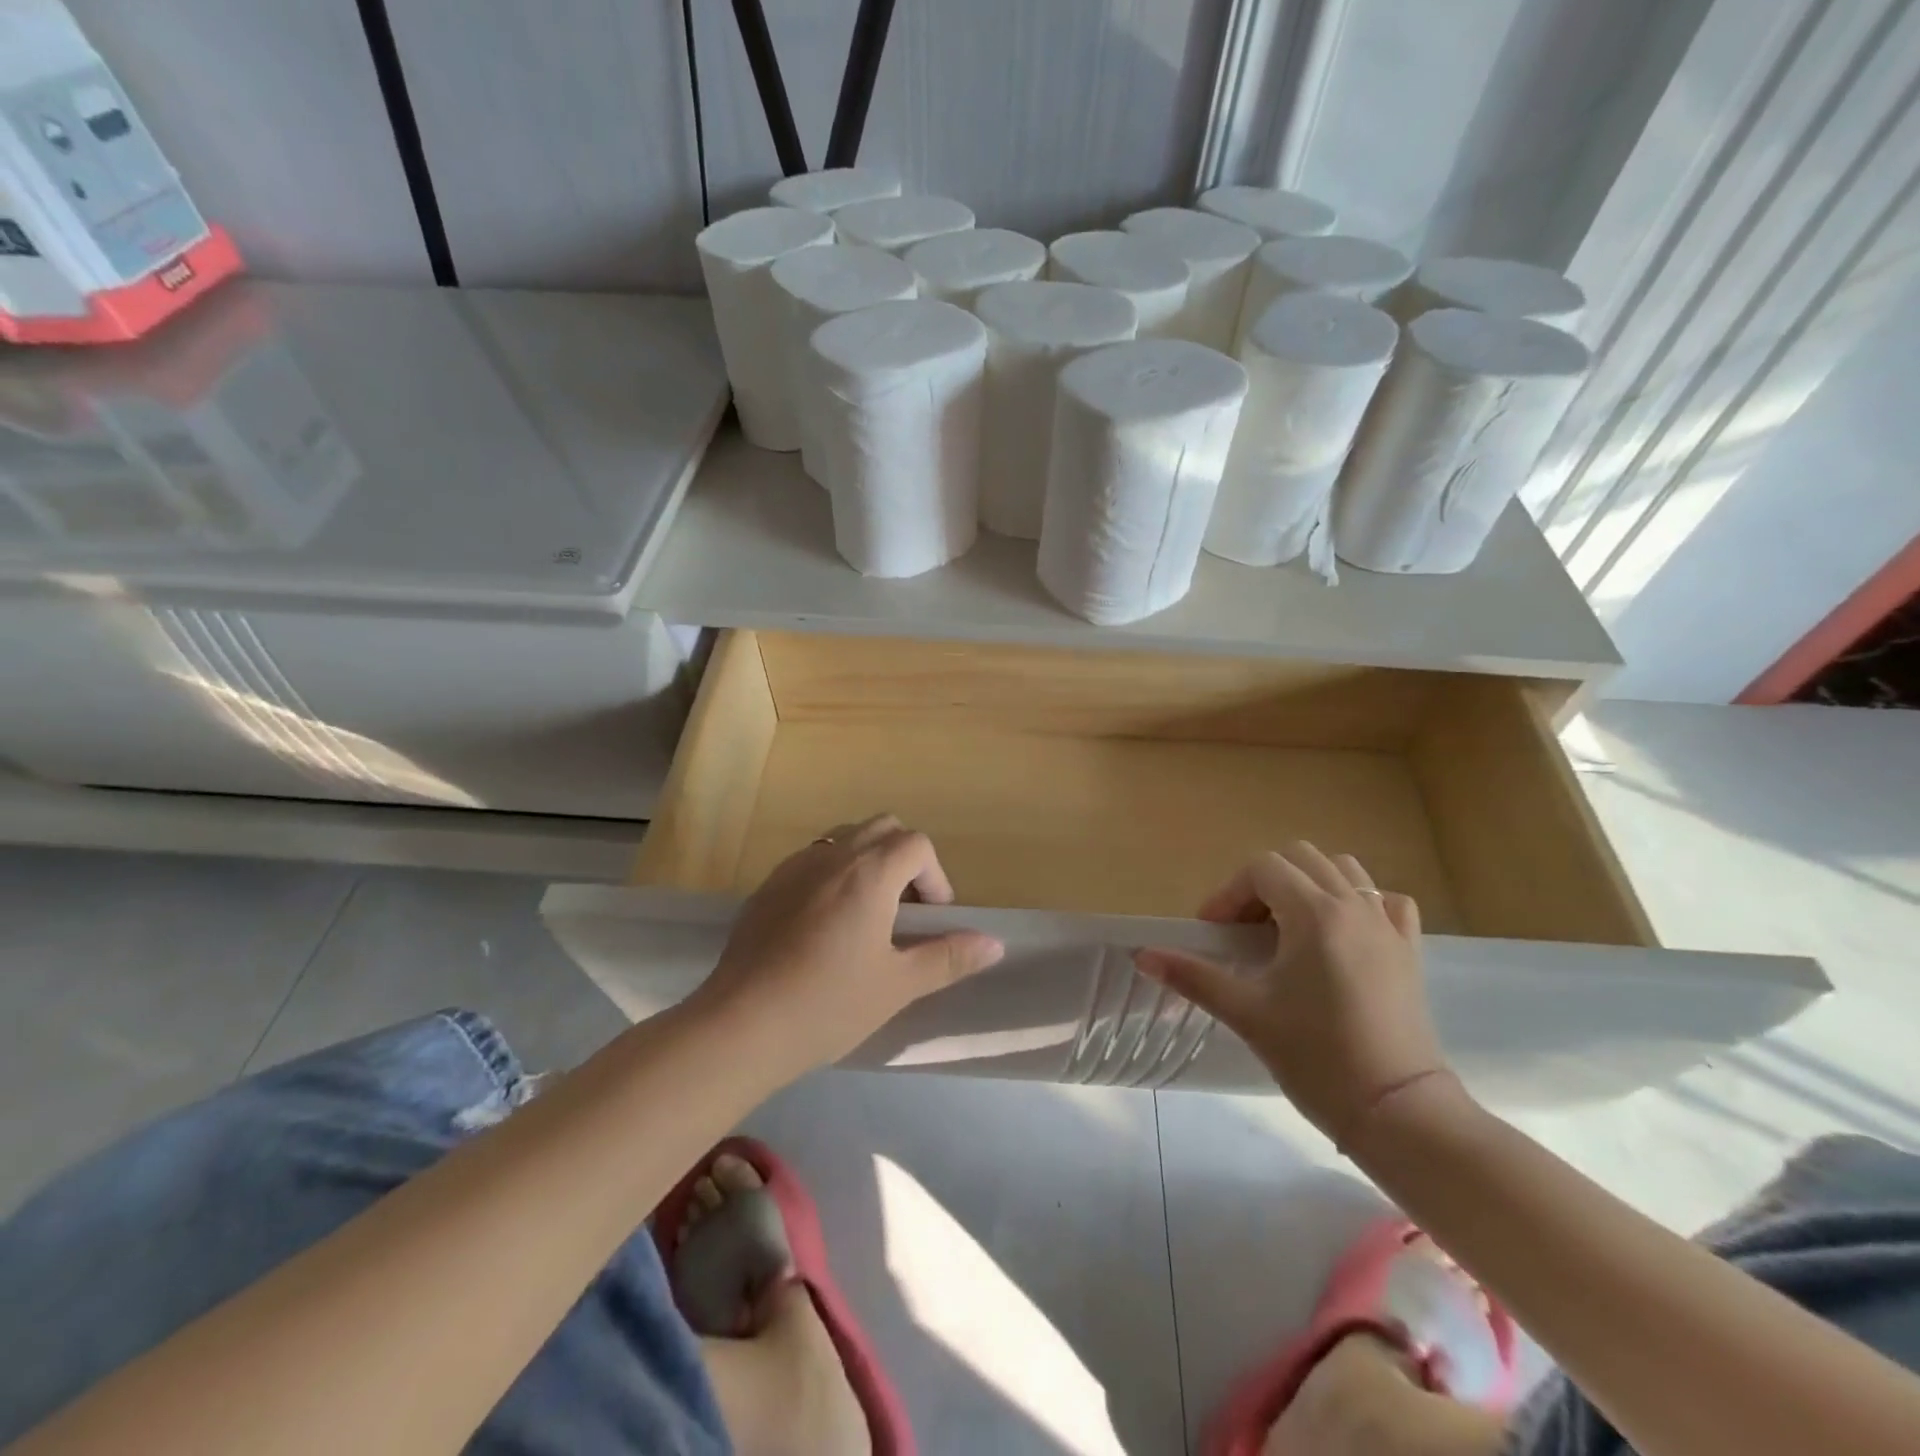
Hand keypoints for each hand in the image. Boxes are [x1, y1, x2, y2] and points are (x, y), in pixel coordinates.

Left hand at [691, 815, 1004, 1075]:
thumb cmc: (829, 1004)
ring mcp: (794, 866)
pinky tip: (823, 926)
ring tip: (866, 916)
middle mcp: (832, 855)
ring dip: (868, 862)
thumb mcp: (897, 985)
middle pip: (883, 828)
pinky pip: (812, 860)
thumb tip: (994, 944)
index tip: (929, 920)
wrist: (741, 1024)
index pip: (917, 843)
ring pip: (844, 838)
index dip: (934, 877)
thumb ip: (948, 957)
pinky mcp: (767, 886)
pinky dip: (833, 875)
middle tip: (904, 911)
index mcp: (870, 872)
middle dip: (904, 860)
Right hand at [1135, 841, 1453, 1146]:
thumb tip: (1142, 956)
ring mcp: (1388, 925)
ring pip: (1344, 870)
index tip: (1214, 933)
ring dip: (1309, 884)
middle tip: (1246, 930)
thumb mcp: (1246, 1013)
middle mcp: (1353, 906)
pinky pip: (1386, 901)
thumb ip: (1193, 976)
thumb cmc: (1316, 1057)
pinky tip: (1343, 933)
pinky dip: (1359, 902)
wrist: (1397, 1111)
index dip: (1230, 894)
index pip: (1262, 869)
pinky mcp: (1410, 950)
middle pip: (1301, 858)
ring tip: (1290, 927)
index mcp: (1313, 914)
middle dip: (1265, 883)